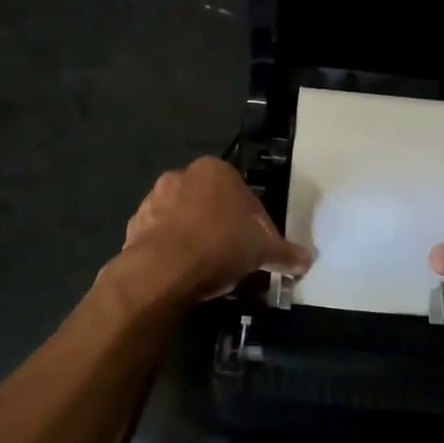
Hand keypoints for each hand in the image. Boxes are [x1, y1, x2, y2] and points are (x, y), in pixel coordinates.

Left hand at [119, 157, 312, 301]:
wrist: (161, 270)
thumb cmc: (219, 245)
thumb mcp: (261, 250)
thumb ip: (285, 253)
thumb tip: (309, 259)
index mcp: (215, 170)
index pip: (246, 197)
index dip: (257, 225)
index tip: (260, 250)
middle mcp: (182, 175)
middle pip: (213, 204)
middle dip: (224, 227)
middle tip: (236, 258)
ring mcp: (153, 199)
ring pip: (185, 218)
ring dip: (197, 237)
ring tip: (209, 269)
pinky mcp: (134, 225)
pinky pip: (162, 236)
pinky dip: (173, 250)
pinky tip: (184, 272)